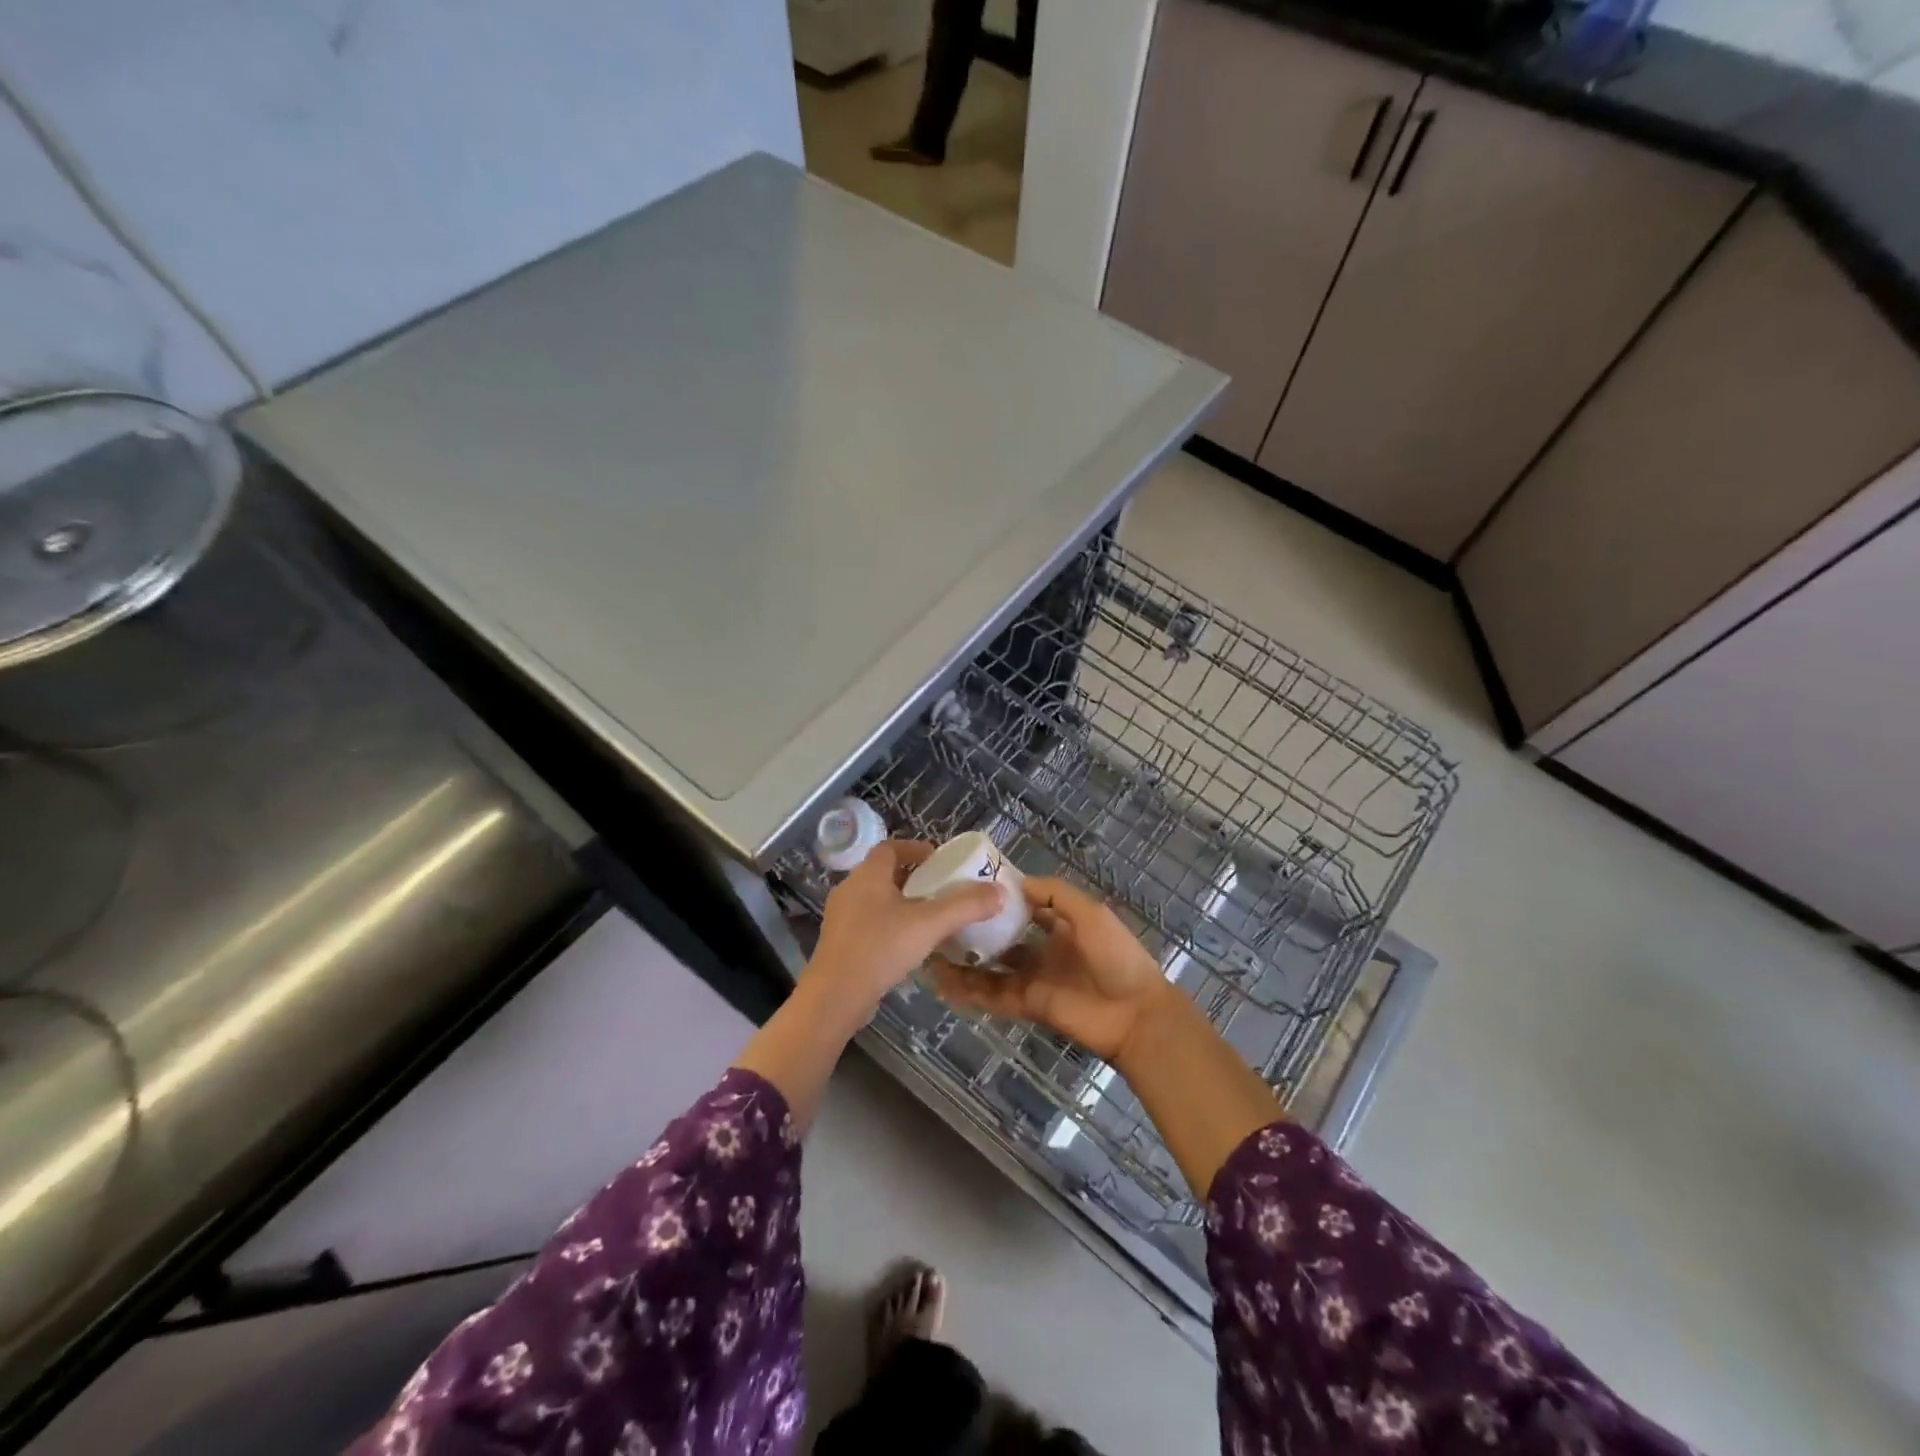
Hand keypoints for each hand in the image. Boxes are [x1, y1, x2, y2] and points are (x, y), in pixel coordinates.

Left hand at [806, 840, 1004, 1018]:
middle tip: (942, 889)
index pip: (890, 847)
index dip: (915, 849)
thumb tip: (1000, 891)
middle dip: (914, 878)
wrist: (835, 997)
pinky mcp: (839, 943)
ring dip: (902, 903)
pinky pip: (869, 923)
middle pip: (884, 873)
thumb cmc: (880, 948)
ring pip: (876, 900)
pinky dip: (890, 925)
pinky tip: (909, 944)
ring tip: (931, 917)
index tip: (939, 860)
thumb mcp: (930, 924)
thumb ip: (965, 906)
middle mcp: (850, 889)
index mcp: (868, 874)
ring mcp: (841, 917)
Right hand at [932, 876, 1176, 1065]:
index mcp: (1063, 926)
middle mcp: (1045, 951)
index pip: (1027, 908)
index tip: (970, 889)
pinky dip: (970, 991)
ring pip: (992, 969)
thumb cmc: (1116, 957)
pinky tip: (944, 982)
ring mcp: (1035, 980)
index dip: (1002, 900)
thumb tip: (1016, 882)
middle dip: (977, 933)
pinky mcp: (1029, 1006)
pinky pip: (994, 996)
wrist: (1135, 1015)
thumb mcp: (1090, 914)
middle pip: (1004, 939)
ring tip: (933, 953)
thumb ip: (1056, 895)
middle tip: (942, 922)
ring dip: (966, 963)